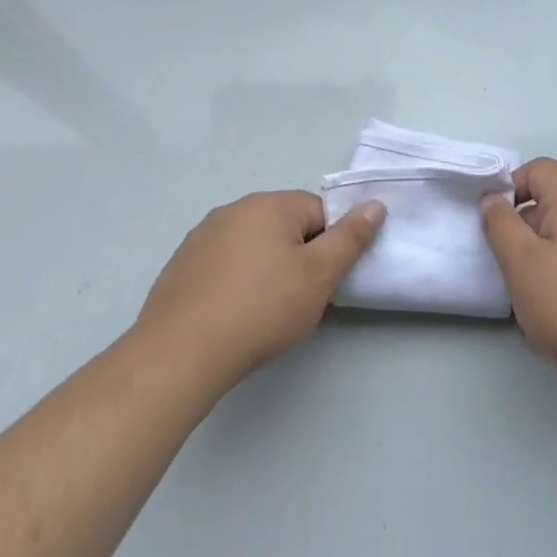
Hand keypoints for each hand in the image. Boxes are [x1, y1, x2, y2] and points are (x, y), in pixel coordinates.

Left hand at [136, 191, 384, 388]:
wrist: (182, 352)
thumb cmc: (262, 308)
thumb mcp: (319, 275)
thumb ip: (351, 238)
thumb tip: (375, 205)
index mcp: (269, 204)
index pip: (319, 211)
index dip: (329, 246)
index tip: (323, 281)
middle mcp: (233, 209)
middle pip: (284, 226)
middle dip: (298, 256)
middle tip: (299, 297)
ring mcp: (201, 236)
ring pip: (253, 245)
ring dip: (266, 268)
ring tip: (264, 311)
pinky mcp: (181, 265)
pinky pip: (224, 264)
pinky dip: (235, 282)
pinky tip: (232, 314)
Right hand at [482, 158, 556, 382]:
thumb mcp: (521, 262)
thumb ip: (500, 224)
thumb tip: (494, 199)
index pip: (540, 169)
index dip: (512, 185)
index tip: (496, 222)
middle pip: (551, 205)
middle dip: (523, 231)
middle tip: (509, 266)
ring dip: (540, 261)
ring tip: (532, 298)